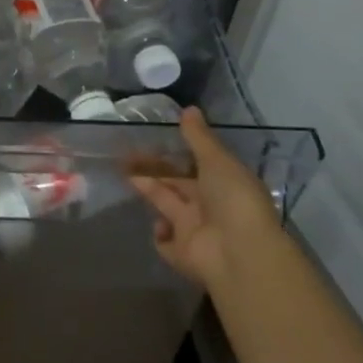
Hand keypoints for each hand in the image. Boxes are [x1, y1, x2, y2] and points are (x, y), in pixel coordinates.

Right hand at [130, 107, 279, 286]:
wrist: (238, 253)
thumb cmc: (232, 199)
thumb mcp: (217, 160)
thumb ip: (199, 137)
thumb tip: (189, 109)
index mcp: (222, 183)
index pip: (194, 165)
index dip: (173, 153)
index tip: (150, 139)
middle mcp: (209, 206)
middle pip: (175, 184)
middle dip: (152, 170)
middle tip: (124, 155)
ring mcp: (195, 231)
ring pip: (166, 206)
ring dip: (149, 191)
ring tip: (125, 175)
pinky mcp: (182, 254)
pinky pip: (165, 242)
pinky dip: (160, 234)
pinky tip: (158, 225)